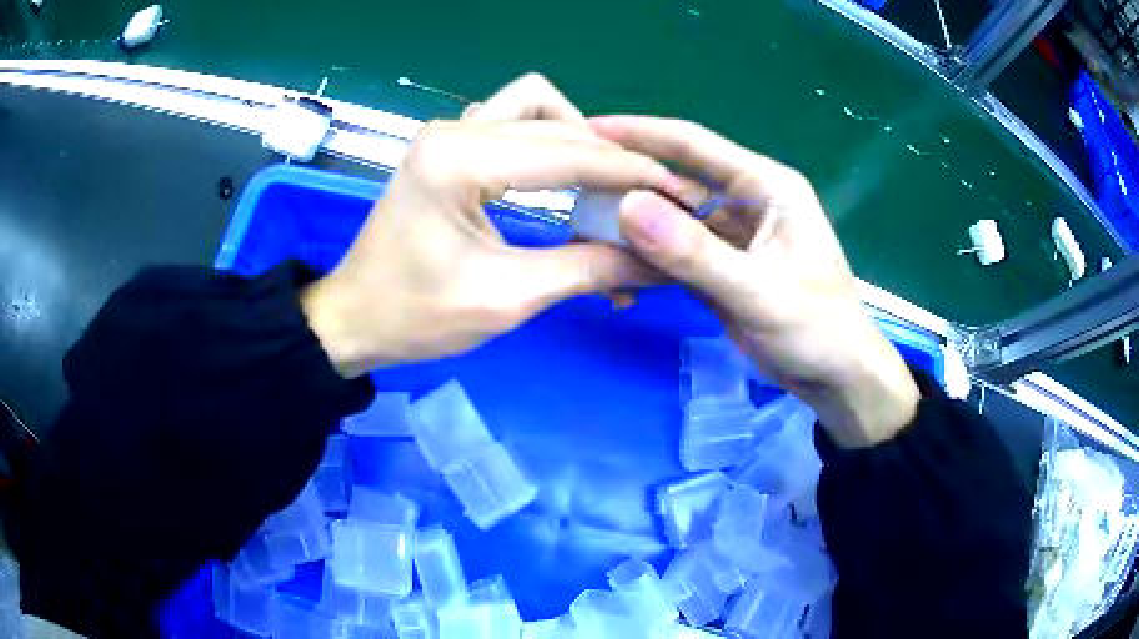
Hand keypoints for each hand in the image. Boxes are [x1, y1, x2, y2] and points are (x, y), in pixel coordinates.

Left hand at [302, 76, 689, 377]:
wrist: (353, 318)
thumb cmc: (416, 317)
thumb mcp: (507, 299)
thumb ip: (587, 270)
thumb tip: (656, 263)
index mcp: (460, 160)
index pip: (568, 152)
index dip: (631, 174)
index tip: (679, 193)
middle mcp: (454, 130)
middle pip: (556, 121)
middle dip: (610, 159)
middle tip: (646, 201)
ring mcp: (446, 133)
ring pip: (532, 104)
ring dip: (573, 137)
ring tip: (597, 184)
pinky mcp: (445, 146)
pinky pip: (508, 121)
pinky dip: (542, 139)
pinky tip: (552, 176)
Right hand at [592, 116, 919, 447]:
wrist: (837, 379)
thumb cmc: (818, 331)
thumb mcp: (760, 293)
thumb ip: (696, 254)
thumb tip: (626, 206)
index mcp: (765, 186)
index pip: (692, 145)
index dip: (639, 133)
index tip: (585, 130)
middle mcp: (744, 200)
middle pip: (673, 180)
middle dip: (625, 184)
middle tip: (569, 191)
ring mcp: (729, 235)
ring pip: (668, 218)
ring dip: (630, 227)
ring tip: (581, 233)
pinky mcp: (719, 266)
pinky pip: (673, 252)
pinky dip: (645, 260)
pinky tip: (617, 274)